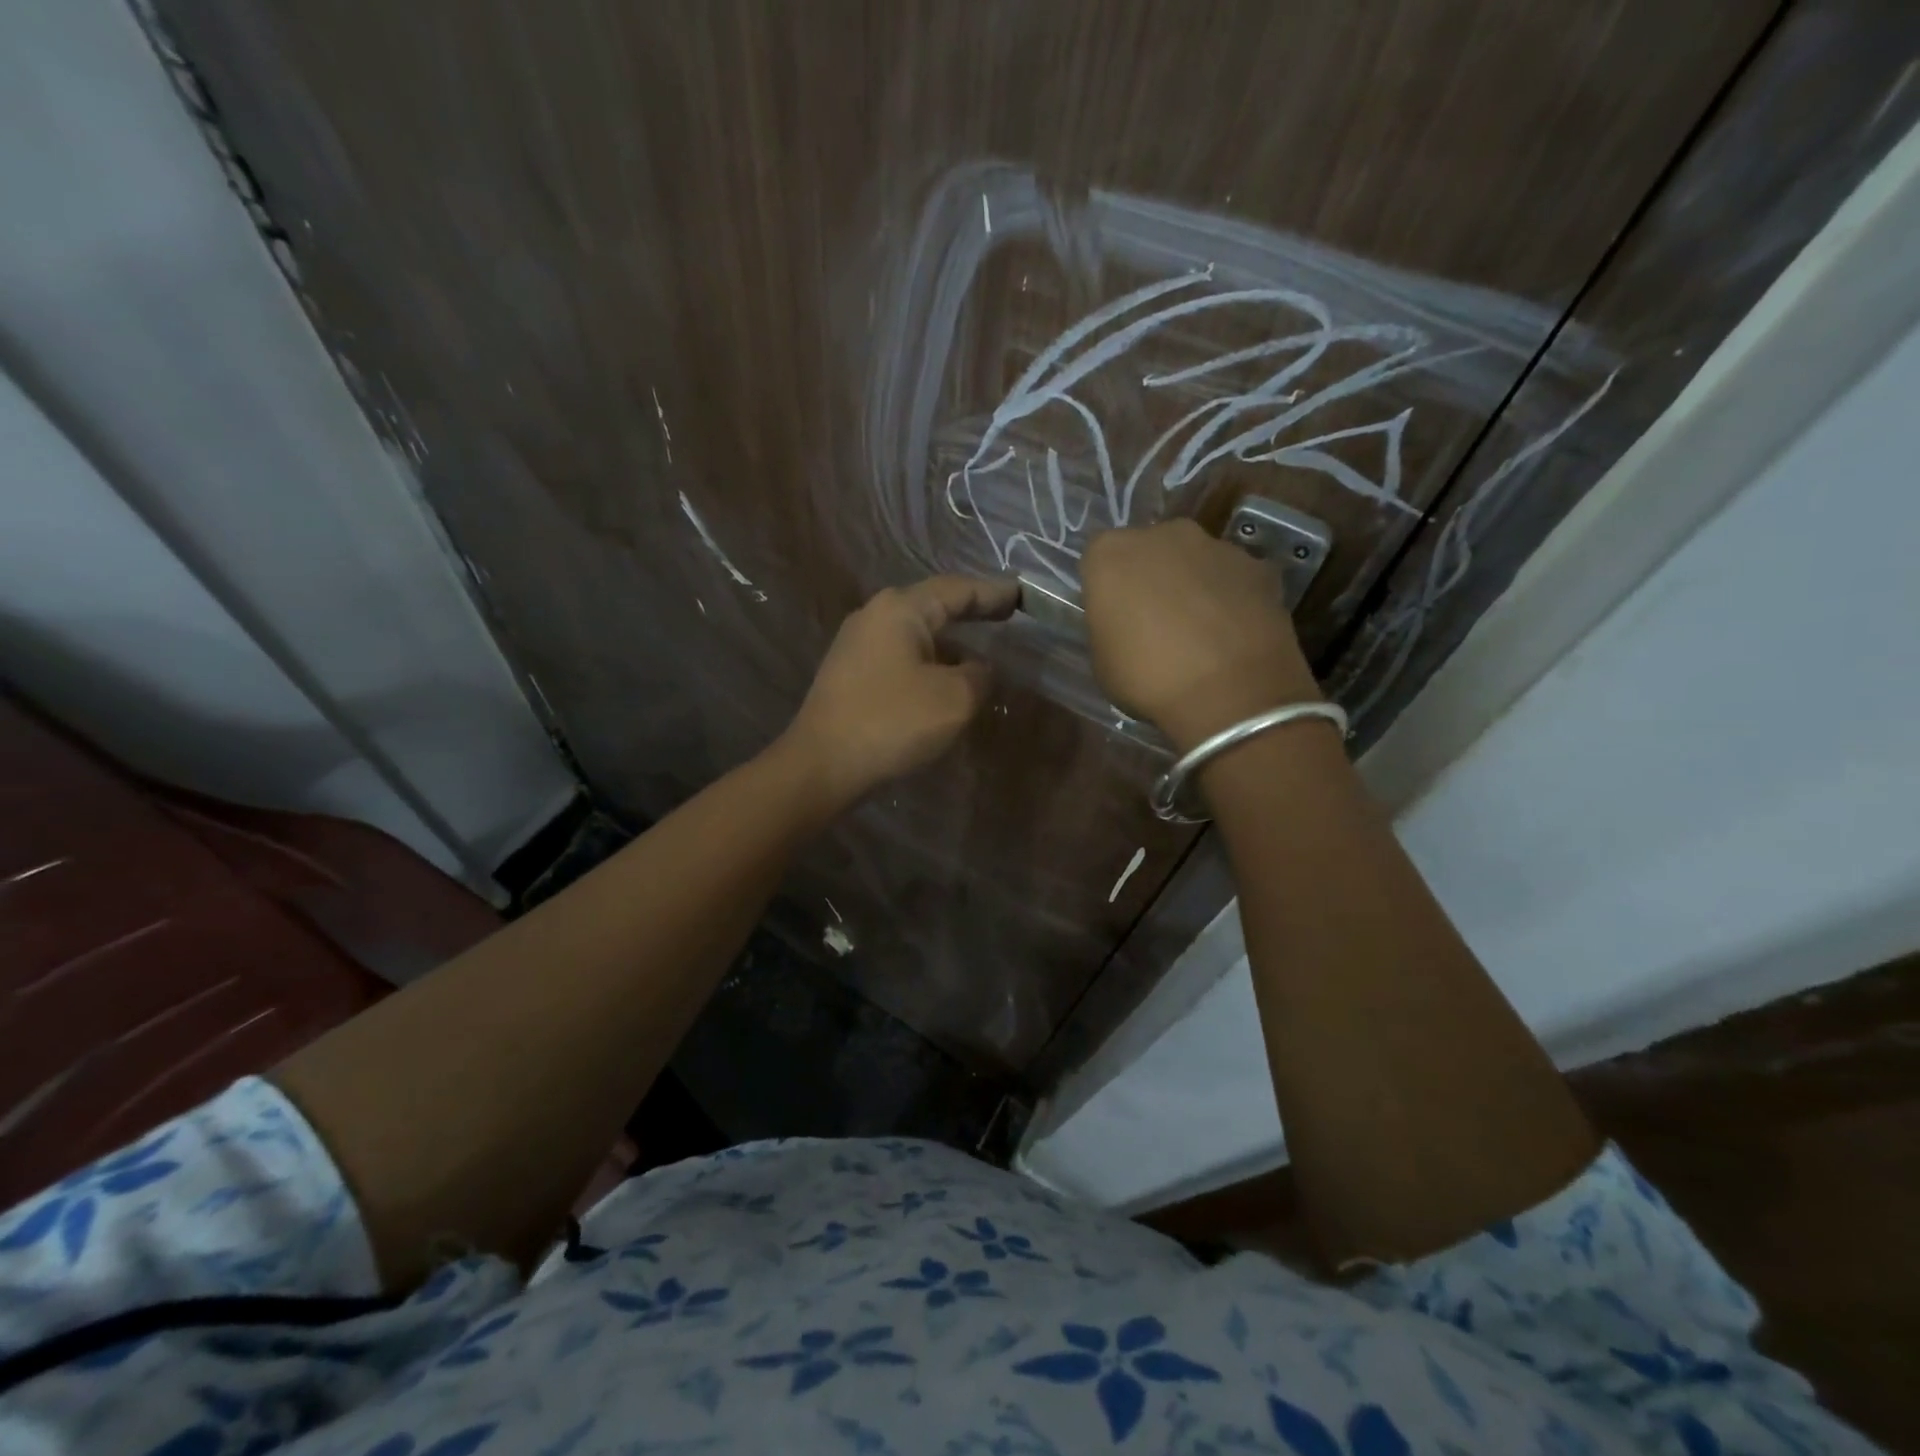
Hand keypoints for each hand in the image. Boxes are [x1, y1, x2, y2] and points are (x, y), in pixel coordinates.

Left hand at [780, 574, 1018, 810]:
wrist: (822, 765)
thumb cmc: (892, 722)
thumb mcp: (955, 699)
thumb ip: (979, 675)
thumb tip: (977, 668)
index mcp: (901, 609)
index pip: (958, 589)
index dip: (994, 593)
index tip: (1023, 595)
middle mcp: (875, 616)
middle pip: (934, 606)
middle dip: (972, 612)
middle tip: (1008, 615)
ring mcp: (857, 644)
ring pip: (916, 634)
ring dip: (950, 643)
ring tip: (983, 654)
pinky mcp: (850, 673)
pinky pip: (901, 656)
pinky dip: (930, 662)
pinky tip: (945, 682)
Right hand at [1081, 520, 1318, 751]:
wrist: (1230, 692)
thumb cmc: (1148, 679)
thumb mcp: (1102, 662)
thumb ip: (1109, 626)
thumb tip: (1124, 623)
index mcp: (1111, 555)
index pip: (1098, 560)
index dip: (1107, 589)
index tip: (1113, 617)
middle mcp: (1163, 535)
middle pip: (1150, 551)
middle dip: (1152, 578)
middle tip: (1155, 622)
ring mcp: (1216, 546)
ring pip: (1196, 561)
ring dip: (1194, 585)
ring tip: (1200, 632)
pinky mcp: (1259, 566)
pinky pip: (1235, 578)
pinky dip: (1233, 598)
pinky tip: (1233, 634)